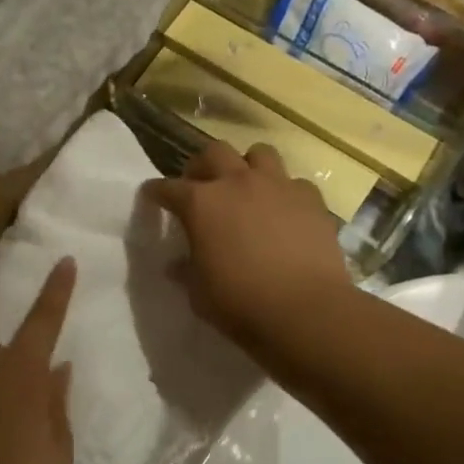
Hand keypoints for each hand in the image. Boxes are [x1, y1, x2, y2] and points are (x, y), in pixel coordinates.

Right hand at [143, 141, 353, 352]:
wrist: (305, 311)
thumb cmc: (240, 304)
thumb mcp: (199, 293)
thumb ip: (186, 271)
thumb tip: (177, 264)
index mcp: (201, 203)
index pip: (167, 188)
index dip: (156, 192)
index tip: (152, 197)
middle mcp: (237, 182)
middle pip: (213, 152)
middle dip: (202, 166)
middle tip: (200, 186)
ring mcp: (278, 185)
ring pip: (259, 153)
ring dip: (248, 166)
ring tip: (246, 188)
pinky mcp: (311, 199)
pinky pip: (294, 182)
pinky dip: (285, 192)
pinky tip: (284, 212)